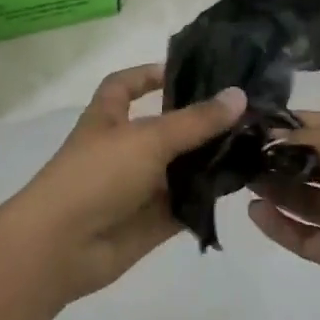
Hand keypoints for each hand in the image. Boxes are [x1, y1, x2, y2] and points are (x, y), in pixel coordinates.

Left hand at [0, 64, 245, 301]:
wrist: (62, 246)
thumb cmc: (96, 176)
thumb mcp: (148, 138)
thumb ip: (195, 121)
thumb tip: (239, 94)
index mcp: (108, 119)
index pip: (124, 86)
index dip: (148, 75)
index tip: (186, 72)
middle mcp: (124, 149)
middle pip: (165, 128)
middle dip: (200, 121)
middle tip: (248, 110)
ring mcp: (138, 187)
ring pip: (181, 168)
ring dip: (211, 159)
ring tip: (257, 144)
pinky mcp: (153, 221)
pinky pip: (187, 204)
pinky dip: (209, 197)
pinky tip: (244, 185)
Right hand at [247, 111, 319, 319]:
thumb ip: (310, 137)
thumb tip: (276, 136)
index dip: (290, 123)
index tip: (249, 123)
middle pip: (314, 162)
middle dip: (278, 156)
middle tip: (237, 154)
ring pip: (307, 199)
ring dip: (276, 189)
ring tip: (239, 181)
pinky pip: (306, 235)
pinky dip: (281, 225)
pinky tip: (253, 213)